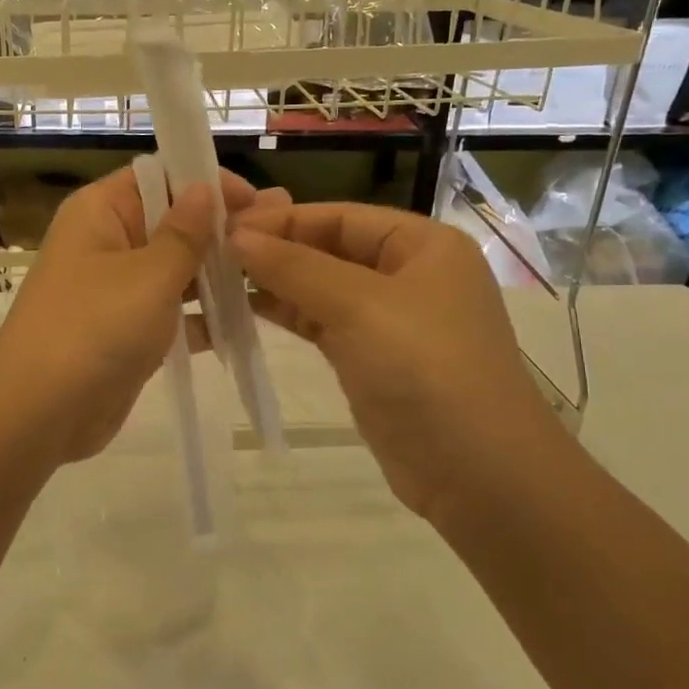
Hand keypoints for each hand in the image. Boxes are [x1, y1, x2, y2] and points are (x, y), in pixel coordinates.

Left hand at [0, 167, 279, 463]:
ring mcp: (116, 291)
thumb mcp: (149, 275)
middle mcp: (106, 243)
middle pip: (169, 222)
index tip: (253, 198)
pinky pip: (171, 313)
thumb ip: (184, 233)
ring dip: (217, 273)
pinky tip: (247, 321)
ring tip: (273, 272)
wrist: (40, 413)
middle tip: (277, 230)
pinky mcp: (126, 332)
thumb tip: (203, 188)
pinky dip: (202, 316)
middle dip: (220, 228)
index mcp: (100, 212)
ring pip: (174, 270)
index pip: (158, 177)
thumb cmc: (95, 327)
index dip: (204, 181)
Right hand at [228, 202, 574, 526]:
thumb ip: (294, 266)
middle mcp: (408, 274)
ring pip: (321, 286)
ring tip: (218, 279)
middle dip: (275, 249)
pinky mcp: (369, 358)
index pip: (340, 216)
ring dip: (275, 282)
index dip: (282, 219)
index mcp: (422, 245)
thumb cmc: (426, 369)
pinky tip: (245, 310)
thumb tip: (235, 235)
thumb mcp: (359, 306)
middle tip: (212, 252)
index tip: (224, 226)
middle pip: (329, 248)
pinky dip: (287, 314)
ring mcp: (389, 319)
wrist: (476, 472)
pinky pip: (321, 322)